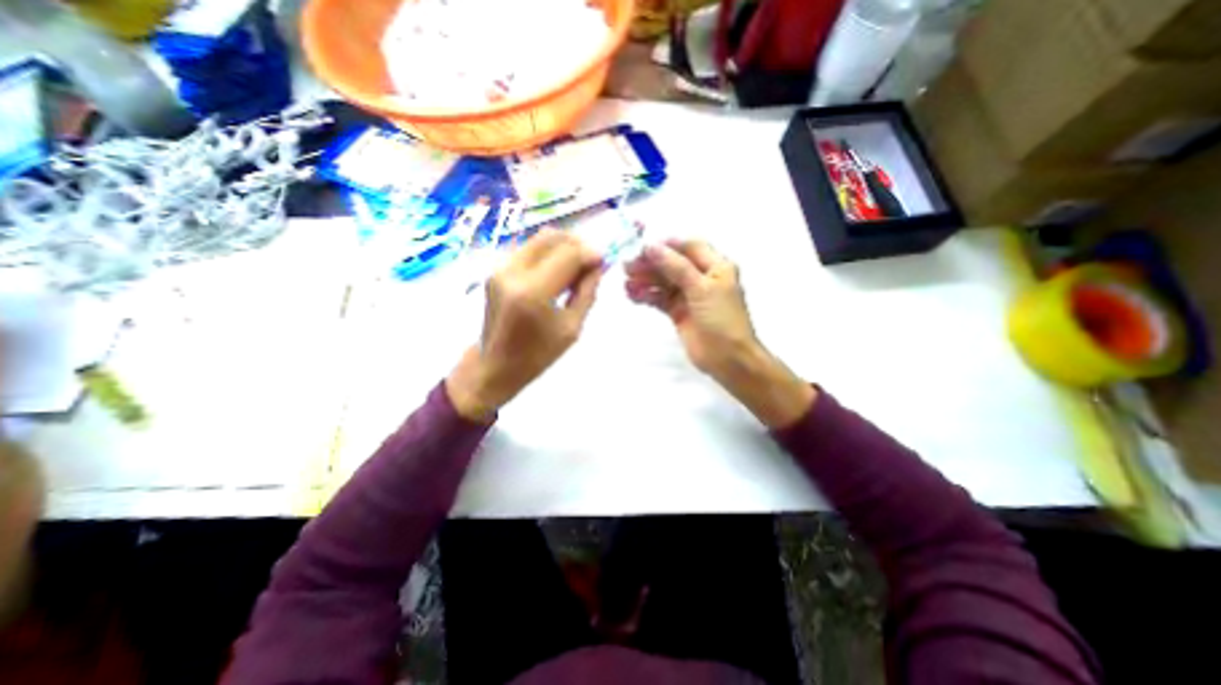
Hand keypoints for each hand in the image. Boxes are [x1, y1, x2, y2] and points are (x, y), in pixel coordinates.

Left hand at [447, 231, 601, 423]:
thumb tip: (598, 266)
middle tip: (590, 262)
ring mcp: (500, 268)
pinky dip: (548, 253)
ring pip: (539, 239)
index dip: (590, 253)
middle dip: (577, 244)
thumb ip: (587, 292)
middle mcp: (513, 272)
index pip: (568, 254)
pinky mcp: (495, 270)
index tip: (603, 262)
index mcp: (533, 293)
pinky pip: (528, 249)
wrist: (494, 366)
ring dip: (563, 246)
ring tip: (575, 267)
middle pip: (552, 237)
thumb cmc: (537, 355)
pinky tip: (557, 271)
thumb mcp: (572, 328)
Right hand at [623, 240, 758, 380]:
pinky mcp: (678, 312)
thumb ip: (676, 267)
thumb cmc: (721, 319)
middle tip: (627, 266)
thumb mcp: (701, 288)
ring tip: (626, 282)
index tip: (643, 247)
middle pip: (673, 264)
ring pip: (664, 282)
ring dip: (645, 280)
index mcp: (716, 266)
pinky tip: (631, 295)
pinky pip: (660, 299)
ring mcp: (689, 296)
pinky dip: (646, 296)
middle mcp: (702, 277)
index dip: (667, 245)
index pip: (689, 247)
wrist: (728, 359)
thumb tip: (650, 246)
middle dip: (651, 263)